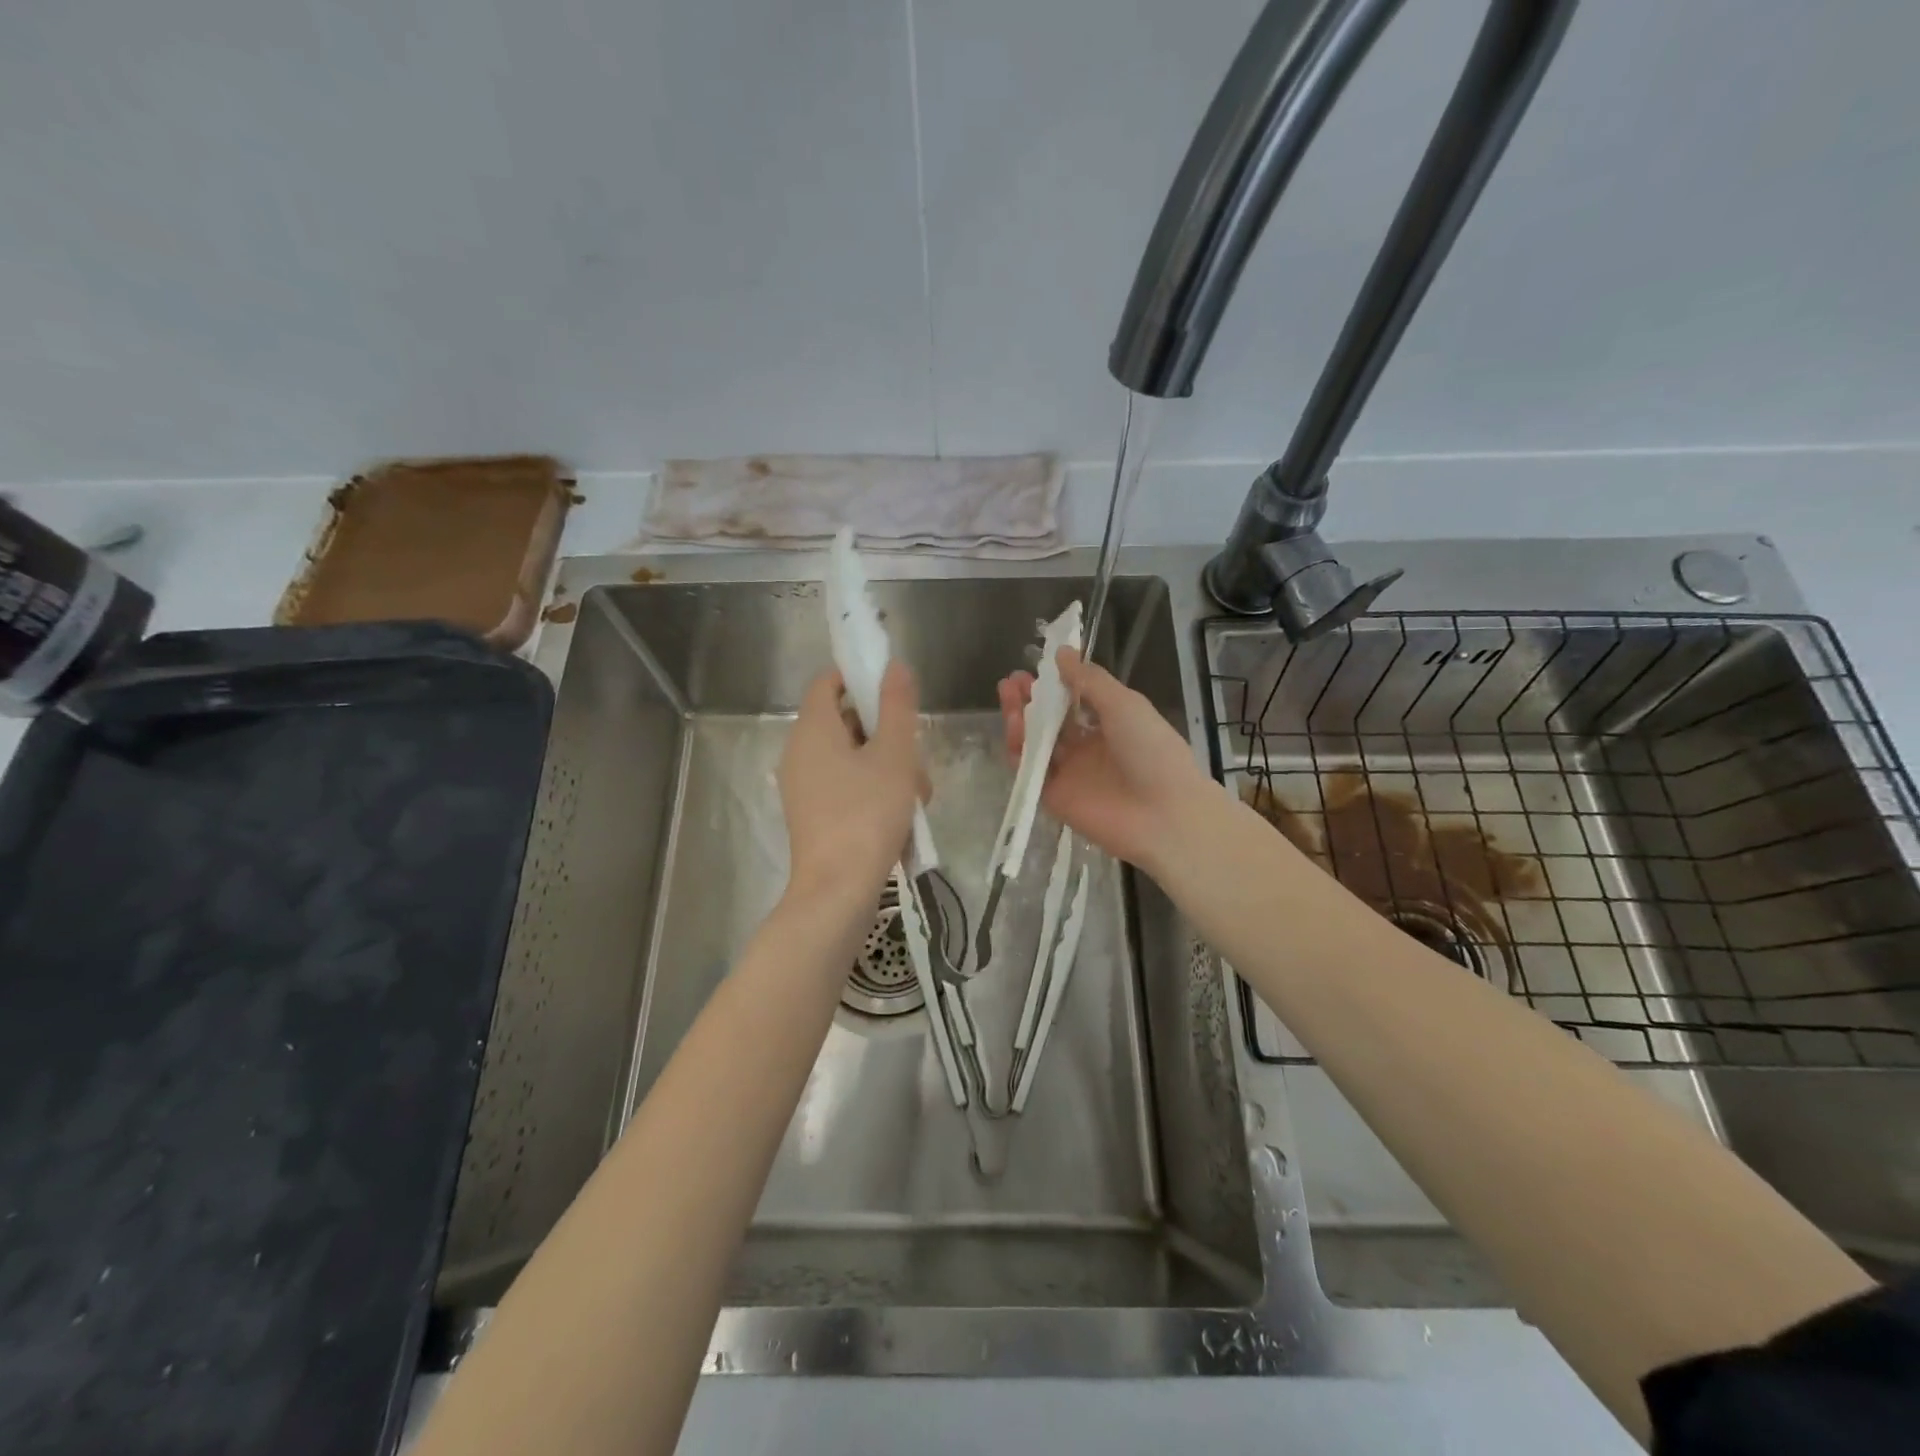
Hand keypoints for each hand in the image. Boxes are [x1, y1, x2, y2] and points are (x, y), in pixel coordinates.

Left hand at [781, 662, 925, 904]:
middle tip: (916, 755)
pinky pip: (846, 786)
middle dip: (887, 734)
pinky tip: (904, 818)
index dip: (859, 677)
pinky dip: (874, 791)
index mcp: (813, 730)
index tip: (894, 692)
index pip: (828, 682)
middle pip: (846, 722)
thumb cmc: (867, 814)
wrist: (838, 890)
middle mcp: (800, 752)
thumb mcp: (893, 755)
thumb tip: (894, 666)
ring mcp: (804, 786)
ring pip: (853, 758)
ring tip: (918, 796)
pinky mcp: (814, 815)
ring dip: (888, 768)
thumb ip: (896, 706)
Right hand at [996, 648, 1214, 871]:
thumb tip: (1062, 653)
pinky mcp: (1054, 797)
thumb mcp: (1124, 704)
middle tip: (1011, 681)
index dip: (1053, 684)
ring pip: (1036, 743)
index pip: (1073, 700)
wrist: (1164, 814)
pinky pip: (1030, 771)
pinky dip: (1019, 750)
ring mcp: (1070, 772)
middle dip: (1030, 699)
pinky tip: (1015, 728)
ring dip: (1021, 719)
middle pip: (1049, 720)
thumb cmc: (1152, 750)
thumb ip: (1089, 680)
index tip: (1034, 667)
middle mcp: (1087, 747)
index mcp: (1109, 724)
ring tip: (1009, 697)